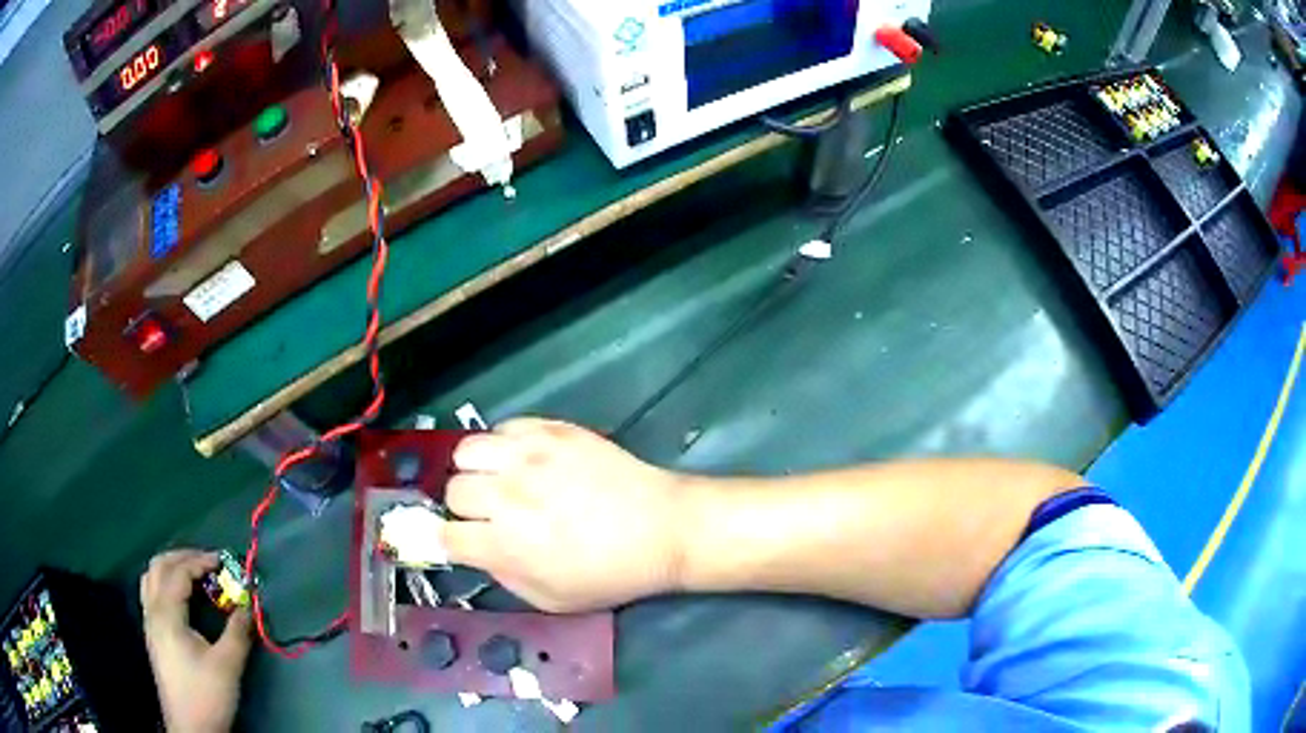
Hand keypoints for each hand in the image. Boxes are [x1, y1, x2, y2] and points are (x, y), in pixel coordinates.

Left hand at [140, 550, 250, 732]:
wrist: (190, 726)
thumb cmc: (207, 695)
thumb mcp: (227, 665)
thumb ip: (237, 632)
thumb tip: (247, 604)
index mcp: (167, 614)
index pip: (178, 572)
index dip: (200, 561)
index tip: (223, 561)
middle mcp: (153, 611)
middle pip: (159, 566)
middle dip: (183, 557)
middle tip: (207, 562)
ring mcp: (149, 622)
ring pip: (151, 577)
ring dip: (171, 567)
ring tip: (193, 573)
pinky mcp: (152, 634)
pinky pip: (151, 592)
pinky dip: (165, 582)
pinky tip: (181, 596)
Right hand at [443, 418, 691, 611]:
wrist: (662, 527)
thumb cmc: (610, 573)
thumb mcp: (552, 599)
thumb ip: (503, 577)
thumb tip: (477, 551)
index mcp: (506, 544)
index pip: (444, 535)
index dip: (446, 540)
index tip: (457, 540)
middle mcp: (508, 495)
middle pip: (453, 490)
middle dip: (464, 507)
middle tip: (489, 513)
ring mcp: (529, 456)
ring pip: (467, 450)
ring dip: (477, 469)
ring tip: (500, 480)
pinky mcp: (552, 429)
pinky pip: (503, 427)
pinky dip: (504, 444)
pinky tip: (525, 460)